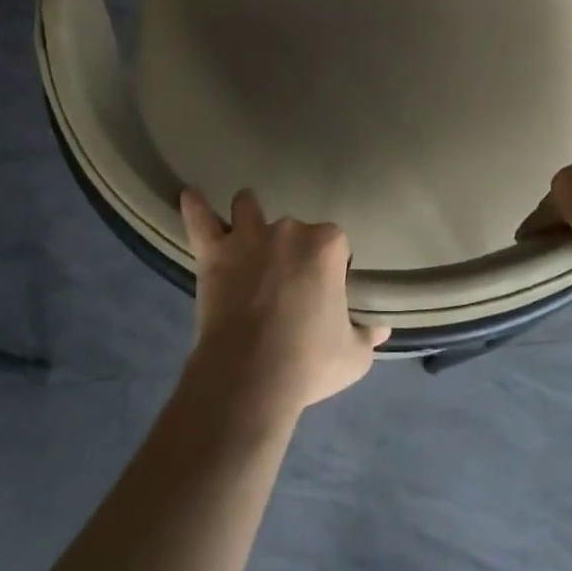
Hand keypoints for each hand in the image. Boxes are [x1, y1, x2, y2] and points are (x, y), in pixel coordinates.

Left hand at [181, 188, 389, 425]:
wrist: (250, 377)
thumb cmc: (308, 362)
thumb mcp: (353, 357)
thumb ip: (367, 336)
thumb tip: (382, 329)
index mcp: (327, 245)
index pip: (335, 244)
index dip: (330, 268)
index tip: (324, 295)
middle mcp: (290, 229)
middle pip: (295, 229)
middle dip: (292, 251)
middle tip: (286, 286)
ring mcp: (249, 237)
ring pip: (248, 208)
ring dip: (248, 215)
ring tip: (246, 230)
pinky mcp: (214, 252)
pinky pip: (200, 219)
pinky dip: (195, 206)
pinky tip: (190, 194)